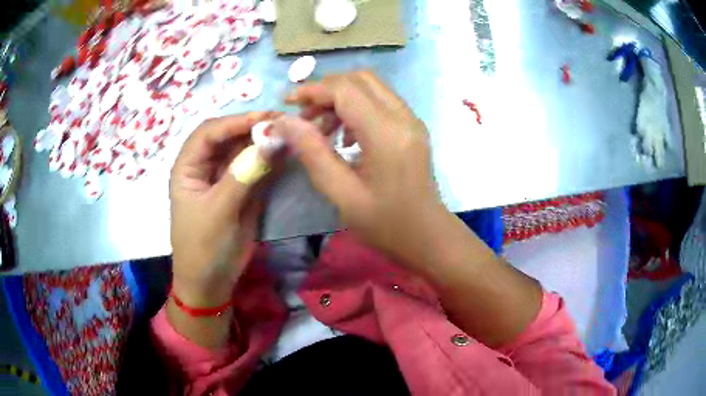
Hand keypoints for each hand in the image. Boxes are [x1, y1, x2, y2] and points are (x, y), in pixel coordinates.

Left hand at [170, 113, 271, 308]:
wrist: (212, 283)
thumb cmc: (204, 247)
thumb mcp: (219, 211)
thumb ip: (244, 174)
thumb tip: (273, 141)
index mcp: (187, 167)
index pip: (208, 133)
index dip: (234, 122)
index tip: (265, 119)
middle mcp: (204, 167)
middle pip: (227, 137)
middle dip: (252, 128)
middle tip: (283, 123)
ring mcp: (224, 178)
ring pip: (242, 151)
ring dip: (263, 142)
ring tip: (289, 134)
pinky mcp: (240, 190)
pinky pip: (254, 168)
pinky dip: (269, 160)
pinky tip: (285, 154)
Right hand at [277, 73, 542, 347]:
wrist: (427, 235)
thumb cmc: (385, 223)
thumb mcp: (341, 193)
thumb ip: (312, 152)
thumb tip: (284, 121)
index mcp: (386, 133)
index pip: (345, 90)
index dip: (313, 90)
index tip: (288, 103)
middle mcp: (403, 117)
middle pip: (360, 79)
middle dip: (326, 90)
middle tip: (305, 117)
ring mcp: (411, 119)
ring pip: (371, 86)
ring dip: (341, 97)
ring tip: (322, 128)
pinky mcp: (412, 126)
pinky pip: (381, 101)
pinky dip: (357, 106)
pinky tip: (347, 136)